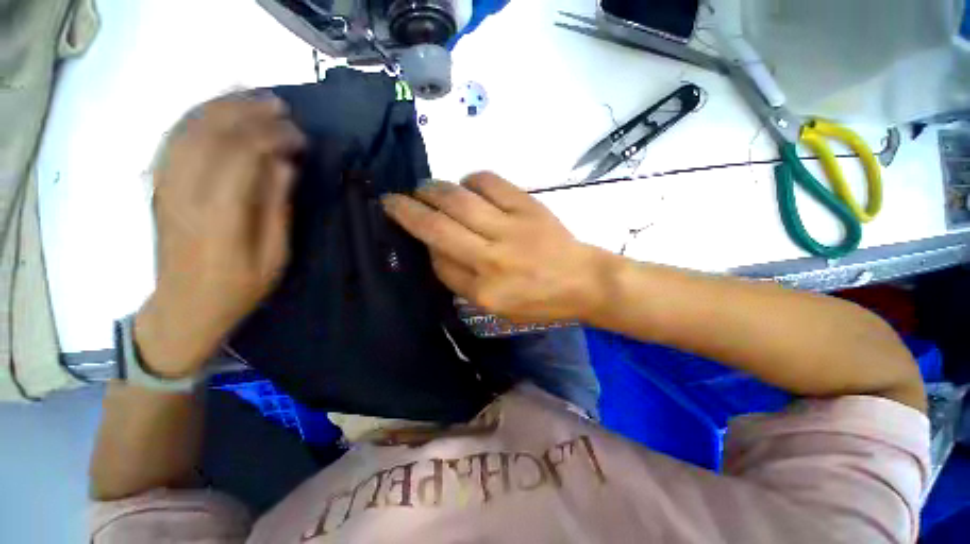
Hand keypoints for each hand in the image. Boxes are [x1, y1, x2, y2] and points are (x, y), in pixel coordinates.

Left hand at [134, 94, 304, 377]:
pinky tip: (213, 109)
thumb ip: (278, 208)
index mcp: (221, 215)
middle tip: (279, 105)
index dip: (273, 137)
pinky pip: (170, 140)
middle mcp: (186, 192)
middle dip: (247, 111)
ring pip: (186, 129)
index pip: (243, 156)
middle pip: (211, 133)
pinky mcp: (158, 186)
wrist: (184, 307)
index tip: (299, 135)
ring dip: (218, 105)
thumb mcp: (274, 256)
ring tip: (249, 94)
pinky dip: (193, 117)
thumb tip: (285, 165)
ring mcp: (165, 186)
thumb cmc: (238, 287)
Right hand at [381, 172, 606, 322]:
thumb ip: (464, 282)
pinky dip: (471, 179)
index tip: (413, 233)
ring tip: (423, 188)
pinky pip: (489, 182)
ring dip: (432, 190)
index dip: (421, 244)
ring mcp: (510, 228)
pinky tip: (466, 185)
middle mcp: (491, 258)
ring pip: (458, 200)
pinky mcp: (527, 206)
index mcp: (484, 291)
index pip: (439, 262)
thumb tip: (437, 248)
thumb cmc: (541, 301)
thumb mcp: (498, 308)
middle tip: (393, 199)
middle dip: (408, 210)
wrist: (583, 281)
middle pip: (438, 228)